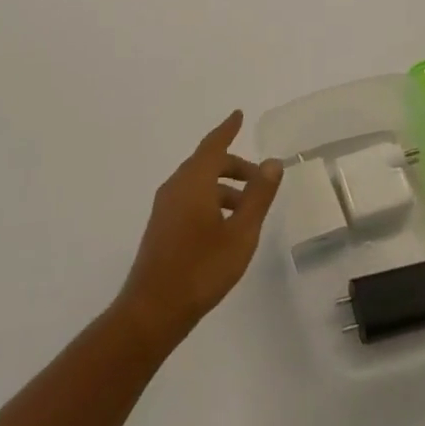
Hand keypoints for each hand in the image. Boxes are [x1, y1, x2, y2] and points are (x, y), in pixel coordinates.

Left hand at [116, 111, 281, 349]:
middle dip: (234, 166)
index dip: (227, 129)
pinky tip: (224, 227)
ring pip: (198, 184)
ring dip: (224, 187)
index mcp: (194, 180)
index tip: (238, 115)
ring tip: (247, 209)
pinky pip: (189, 199)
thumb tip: (272, 163)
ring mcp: (165, 207)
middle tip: (259, 179)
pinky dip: (210, 200)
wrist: (152, 310)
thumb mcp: (241, 233)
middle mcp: (176, 186)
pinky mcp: (161, 227)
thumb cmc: (201, 268)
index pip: (214, 144)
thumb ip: (258, 196)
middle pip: (207, 164)